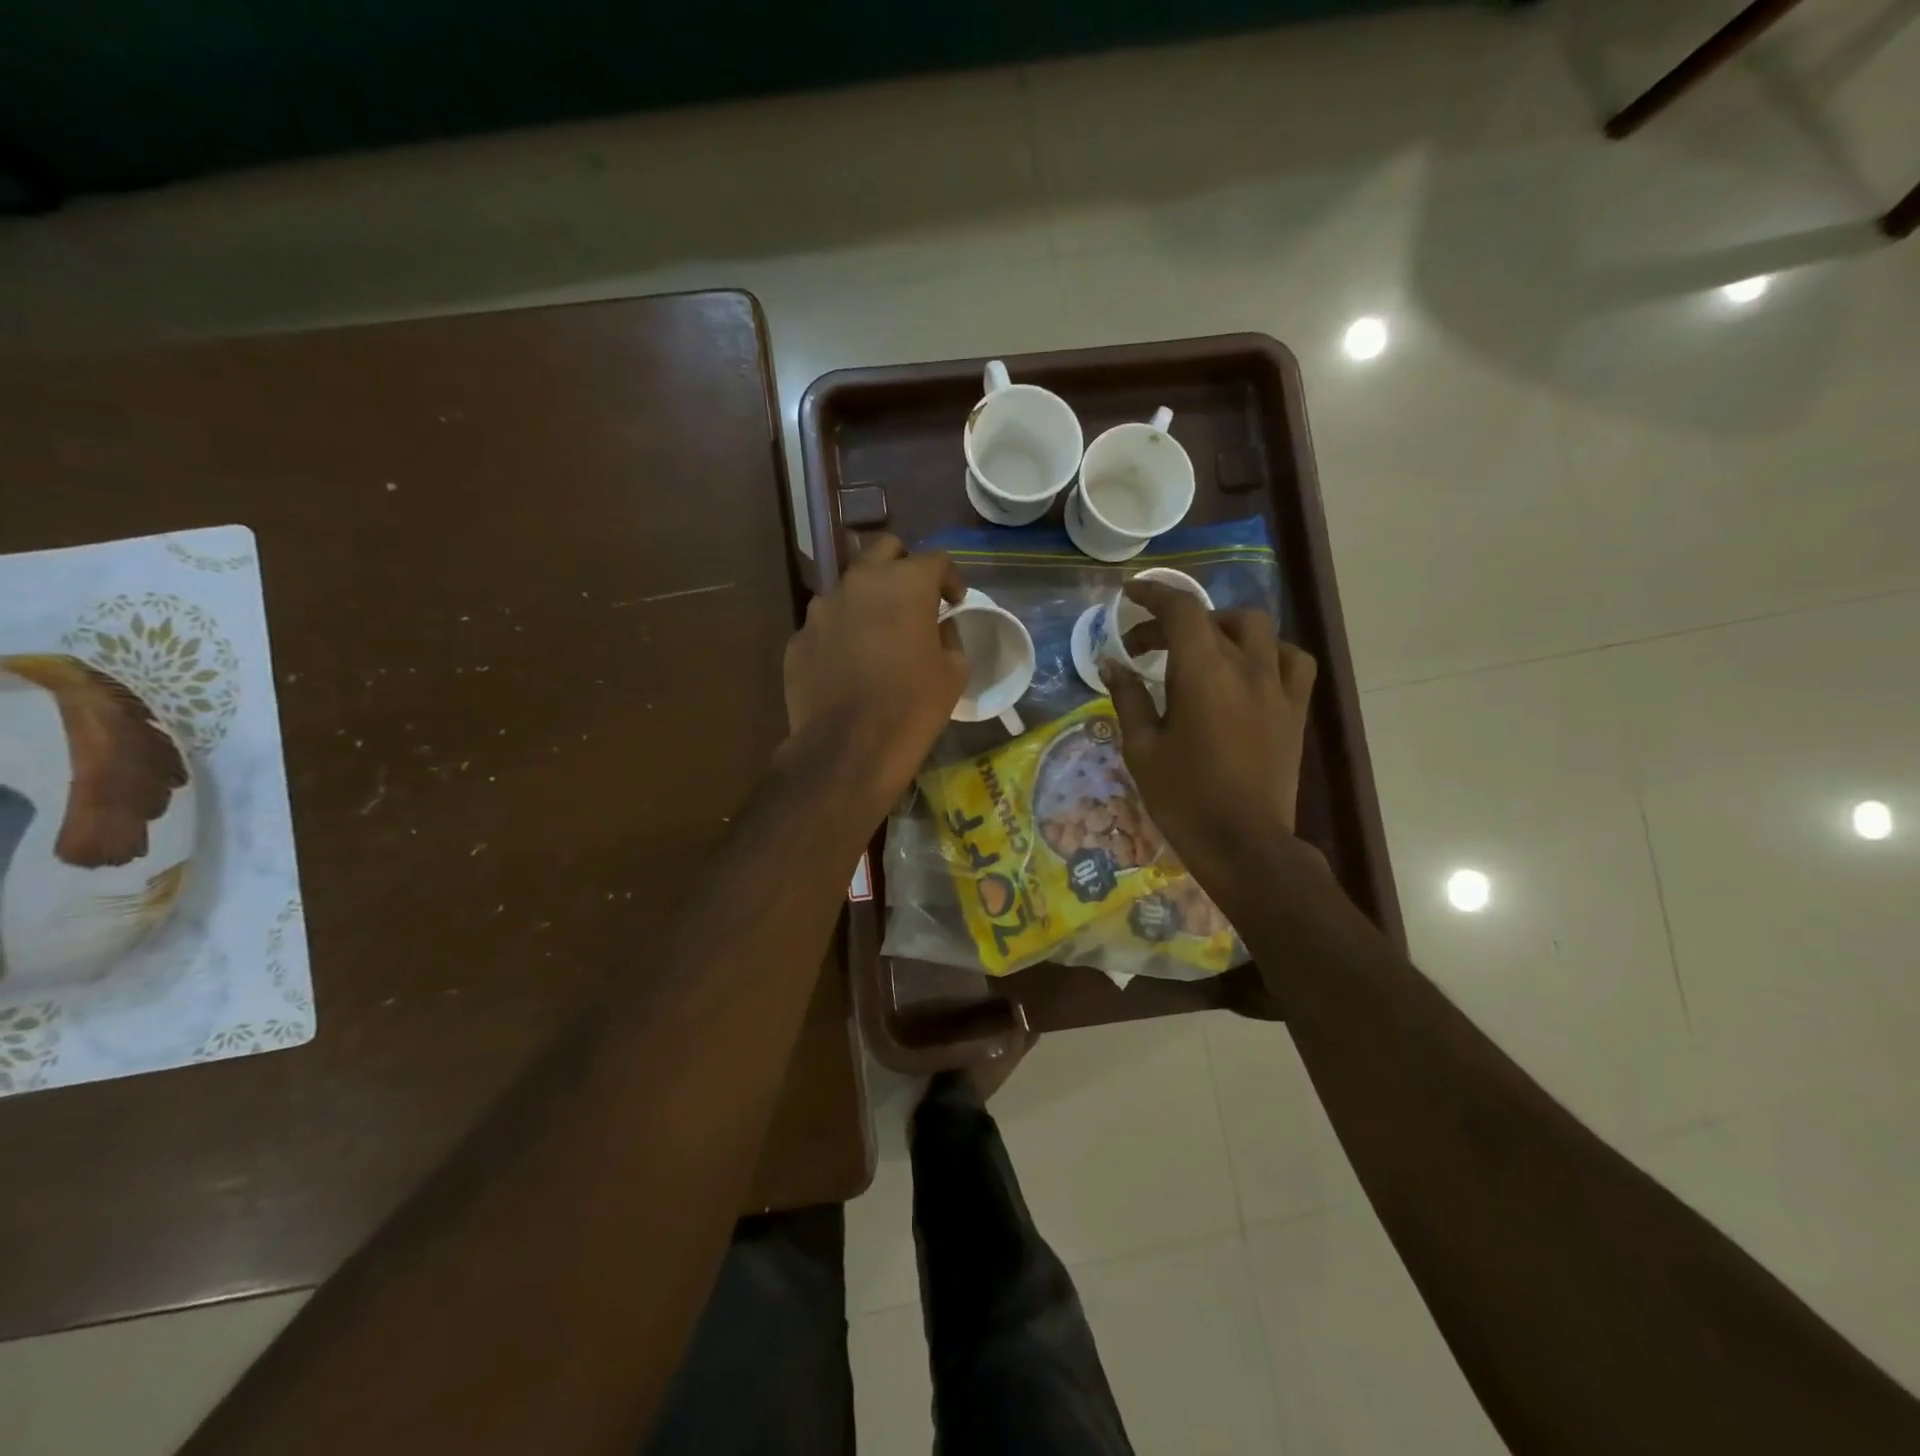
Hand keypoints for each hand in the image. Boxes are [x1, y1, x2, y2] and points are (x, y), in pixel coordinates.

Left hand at [783, 535, 967, 809]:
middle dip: (903, 567)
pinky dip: (842, 634)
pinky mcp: (798, 639)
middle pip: (884, 551)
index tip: (955, 601)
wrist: (848, 748)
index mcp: (904, 583)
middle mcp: (859, 583)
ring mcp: (821, 609)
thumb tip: (938, 627)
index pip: (934, 560)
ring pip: (850, 588)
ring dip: (868, 601)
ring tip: (878, 635)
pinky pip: (826, 625)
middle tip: (915, 599)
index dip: (949, 579)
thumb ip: (949, 636)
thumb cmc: (913, 706)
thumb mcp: (953, 672)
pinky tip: (850, 665)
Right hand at [1103, 582, 1316, 889]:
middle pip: (1214, 617)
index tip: (1129, 595)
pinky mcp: (1295, 710)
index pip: (1180, 610)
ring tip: (1203, 649)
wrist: (1243, 842)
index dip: (1152, 594)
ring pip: (1258, 629)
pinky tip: (1252, 670)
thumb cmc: (1183, 797)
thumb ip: (1128, 698)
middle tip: (1147, 647)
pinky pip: (1292, 661)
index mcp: (1202, 672)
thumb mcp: (1142, 748)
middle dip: (1176, 622)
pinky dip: (1270, 653)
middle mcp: (1245, 667)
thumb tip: (1112, 664)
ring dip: (1225, 628)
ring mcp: (1277, 687)